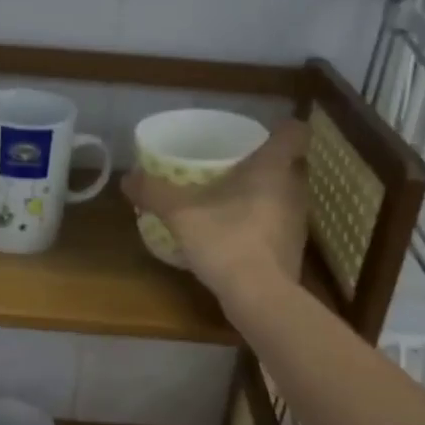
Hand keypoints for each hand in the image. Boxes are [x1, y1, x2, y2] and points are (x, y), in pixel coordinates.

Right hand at [122, 117, 310, 304]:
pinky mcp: (293, 250)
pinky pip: (279, 224)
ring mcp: (297, 222)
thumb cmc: (226, 240)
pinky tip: (236, 233)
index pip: (295, 132)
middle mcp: (294, 189)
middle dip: (270, 162)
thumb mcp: (180, 213)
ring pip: (286, 195)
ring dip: (266, 194)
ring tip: (232, 198)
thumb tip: (127, 178)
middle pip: (292, 163)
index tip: (261, 133)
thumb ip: (154, 192)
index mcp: (273, 167)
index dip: (282, 128)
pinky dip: (262, 223)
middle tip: (237, 164)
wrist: (259, 297)